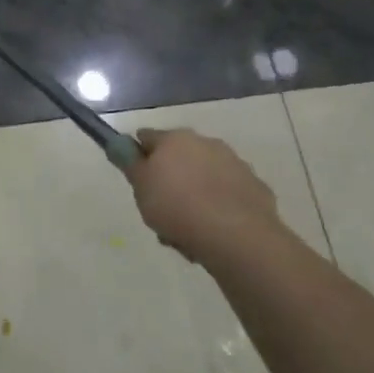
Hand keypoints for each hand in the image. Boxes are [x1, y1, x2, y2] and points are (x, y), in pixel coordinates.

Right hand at [128, 128, 283, 263]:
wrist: (235, 235)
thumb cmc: (177, 208)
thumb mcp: (140, 188)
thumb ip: (130, 164)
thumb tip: (119, 144)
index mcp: (175, 139)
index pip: (146, 137)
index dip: (138, 157)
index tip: (137, 181)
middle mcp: (206, 143)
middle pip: (178, 159)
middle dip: (169, 181)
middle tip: (161, 212)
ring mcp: (234, 163)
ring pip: (203, 178)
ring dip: (193, 197)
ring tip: (186, 232)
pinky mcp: (254, 186)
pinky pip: (226, 194)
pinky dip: (218, 207)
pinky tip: (213, 231)